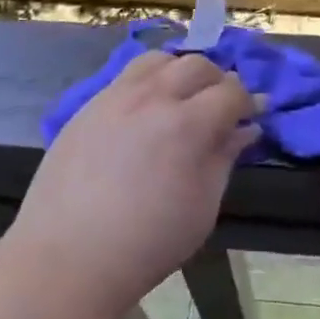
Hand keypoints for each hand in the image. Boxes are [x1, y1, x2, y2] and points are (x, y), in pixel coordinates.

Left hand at [7, 50, 258, 318]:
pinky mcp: (88, 106)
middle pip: (196, 65)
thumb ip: (224, 159)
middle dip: (217, 81)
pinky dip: (147, 81)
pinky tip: (146, 111)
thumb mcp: (202, 208)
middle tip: (221, 108)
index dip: (247, 101)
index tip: (253, 115)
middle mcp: (152, 97)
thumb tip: (245, 129)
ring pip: (158, 60)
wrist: (66, 259)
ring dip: (179, 72)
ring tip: (182, 99)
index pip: (230, 92)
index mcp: (186, 124)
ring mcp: (115, 97)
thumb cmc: (146, 244)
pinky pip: (126, 76)